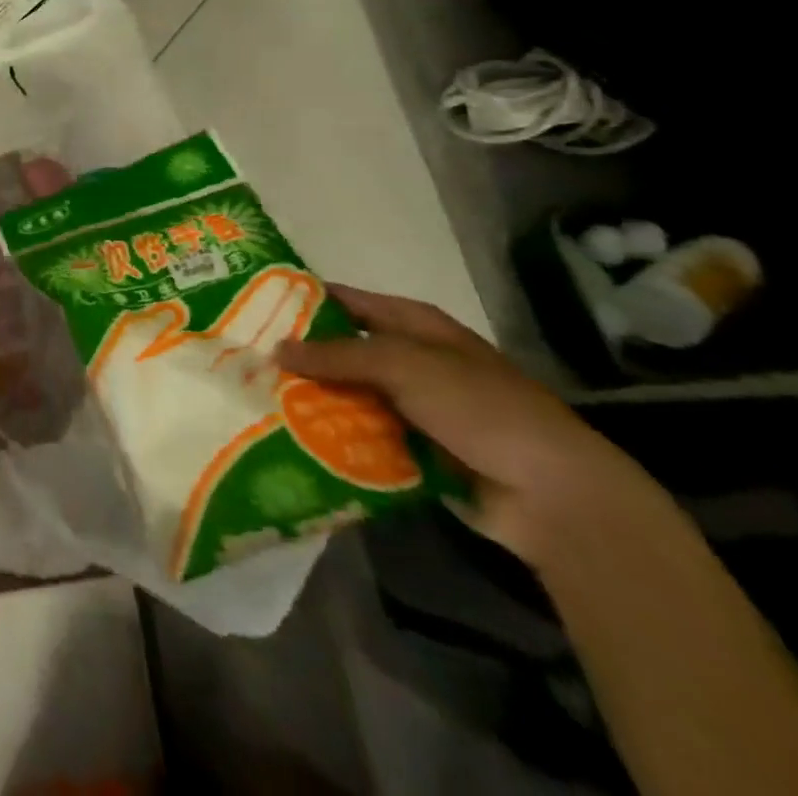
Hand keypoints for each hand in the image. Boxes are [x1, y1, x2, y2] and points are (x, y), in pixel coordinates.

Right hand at [276, 285, 654, 565]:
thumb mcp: (404, 366)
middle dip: (299, 356)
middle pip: (343, 351)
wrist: (553, 496)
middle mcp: (411, 361)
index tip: (253, 305)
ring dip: (311, 399)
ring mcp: (412, 407)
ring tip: (256, 399)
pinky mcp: (413, 451)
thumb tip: (275, 347)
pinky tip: (291, 437)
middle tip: (244, 358)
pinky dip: (332, 437)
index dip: (304, 300)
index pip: (347, 302)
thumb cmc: (480, 408)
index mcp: (416, 326)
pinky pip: (361, 436)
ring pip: (347, 395)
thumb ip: (337, 355)